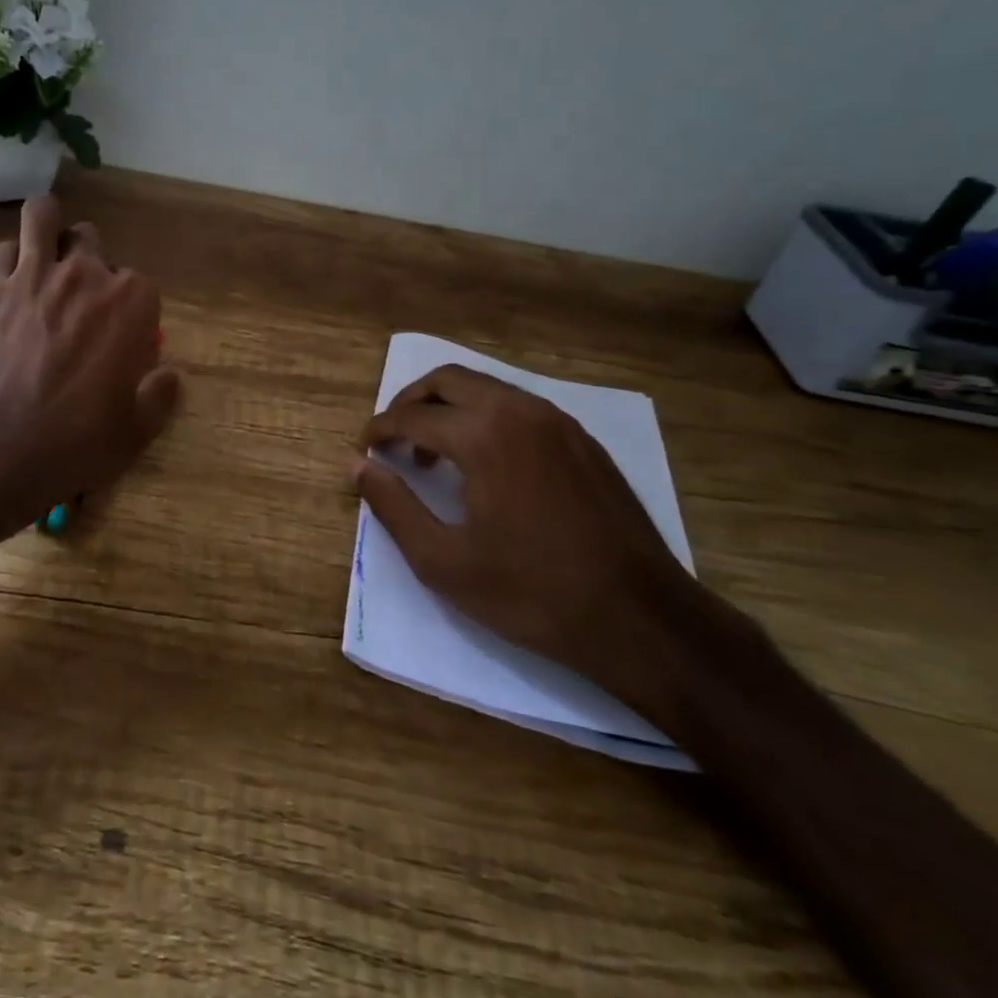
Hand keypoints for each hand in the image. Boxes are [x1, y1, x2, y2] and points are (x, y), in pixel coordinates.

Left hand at [0, 194, 180, 538]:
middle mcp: (86, 275)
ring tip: (44, 248)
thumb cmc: (78, 440)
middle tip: (80, 296)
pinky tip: (9, 283)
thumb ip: (161, 394)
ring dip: (48, 227)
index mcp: (132, 303)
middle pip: (92, 240)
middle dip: (90, 260)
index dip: (131, 311)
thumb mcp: (137, 430)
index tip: (121, 337)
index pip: (141, 286)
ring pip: (43, 216)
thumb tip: (170, 376)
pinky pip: (3, 250)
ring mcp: (34, 274)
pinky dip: (10, 260)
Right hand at [355, 364, 705, 722]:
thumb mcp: (443, 561)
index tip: (363, 448)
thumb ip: (393, 506)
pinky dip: (487, 417)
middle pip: (449, 380)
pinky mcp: (583, 440)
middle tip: (391, 438)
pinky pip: (520, 407)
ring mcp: (558, 422)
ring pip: (487, 388)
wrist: (640, 617)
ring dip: (449, 407)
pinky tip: (486, 463)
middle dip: (410, 401)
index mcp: (484, 435)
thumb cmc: (531, 593)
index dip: (379, 429)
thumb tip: (358, 467)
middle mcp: (520, 411)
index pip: (412, 415)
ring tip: (434, 453)